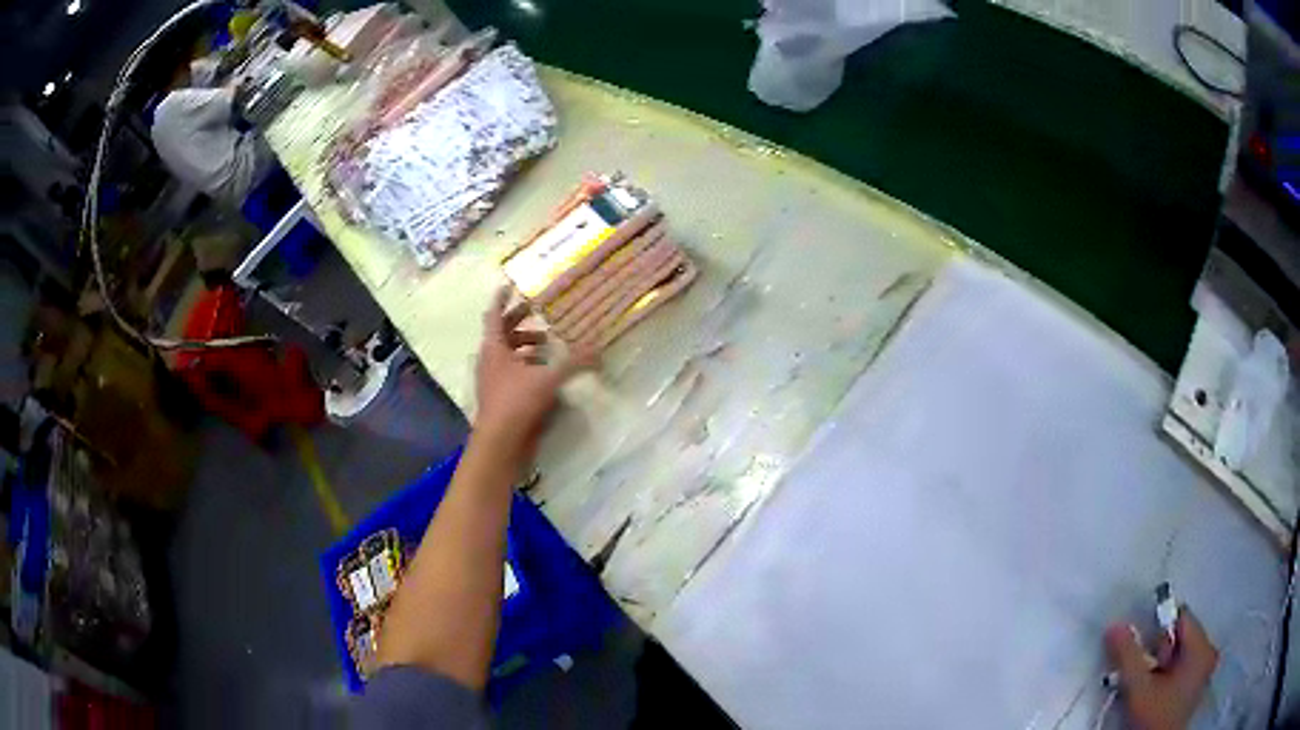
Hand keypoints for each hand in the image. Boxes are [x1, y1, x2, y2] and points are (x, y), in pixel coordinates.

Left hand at [473, 286, 596, 461]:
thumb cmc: (516, 402)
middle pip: (501, 332)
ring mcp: (491, 380)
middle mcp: (489, 360)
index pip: (494, 314)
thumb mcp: (548, 379)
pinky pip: (510, 372)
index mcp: (494, 347)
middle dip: (519, 321)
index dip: (501, 298)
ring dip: (524, 345)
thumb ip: (574, 363)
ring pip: (506, 353)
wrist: (500, 442)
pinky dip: (525, 365)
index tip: (510, 285)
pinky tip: (544, 372)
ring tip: (548, 345)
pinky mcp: (498, 396)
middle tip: (539, 312)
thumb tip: (599, 349)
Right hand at [1105, 608, 1218, 729]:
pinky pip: (1182, 671)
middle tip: (1142, 679)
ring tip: (1145, 692)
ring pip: (1179, 657)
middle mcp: (1209, 653)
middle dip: (1157, 655)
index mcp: (1202, 646)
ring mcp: (1204, 672)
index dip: (1156, 631)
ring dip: (1159, 669)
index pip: (1181, 617)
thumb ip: (1128, 655)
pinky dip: (1166, 679)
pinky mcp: (1195, 689)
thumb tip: (1114, 626)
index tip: (1139, 653)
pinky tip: (1153, 698)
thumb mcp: (1138, 689)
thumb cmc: (1153, 720)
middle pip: (1180, 638)